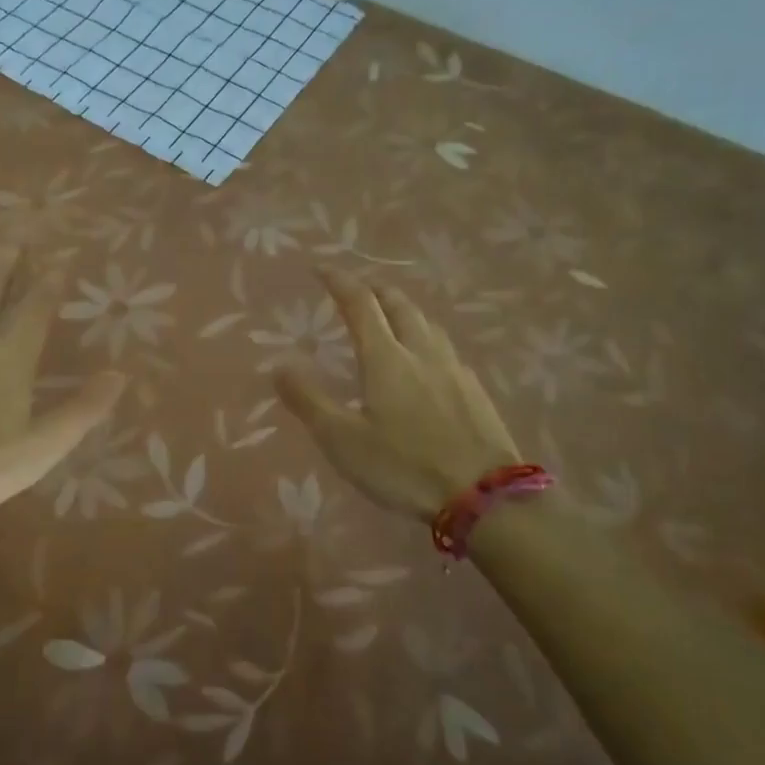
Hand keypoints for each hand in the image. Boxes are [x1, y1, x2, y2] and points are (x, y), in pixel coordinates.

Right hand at [275, 270, 518, 520]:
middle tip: (358, 290)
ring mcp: (453, 369)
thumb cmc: (404, 467)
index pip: (360, 304)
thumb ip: (308, 400)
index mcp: (386, 358)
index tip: (322, 268)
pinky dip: (425, 338)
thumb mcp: (342, 440)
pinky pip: (445, 348)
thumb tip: (279, 365)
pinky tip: (427, 361)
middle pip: (399, 304)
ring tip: (391, 317)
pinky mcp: (475, 390)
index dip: (340, 281)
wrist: (485, 496)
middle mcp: (421, 352)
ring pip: (426, 323)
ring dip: (403, 310)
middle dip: (375, 289)